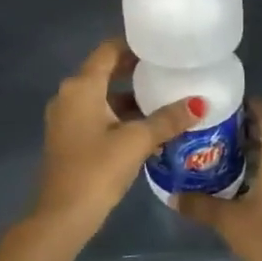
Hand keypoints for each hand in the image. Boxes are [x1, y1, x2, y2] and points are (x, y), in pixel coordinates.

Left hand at [33, 38, 199, 234]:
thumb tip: (199, 104)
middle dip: (135, 70)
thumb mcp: (137, 141)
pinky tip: (146, 126)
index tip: (162, 45)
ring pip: (101, 96)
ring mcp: (65, 118)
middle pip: (104, 71)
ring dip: (129, 96)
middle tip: (168, 70)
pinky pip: (96, 114)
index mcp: (81, 87)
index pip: (108, 50)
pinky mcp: (68, 138)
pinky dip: (119, 114)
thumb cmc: (97, 170)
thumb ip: (168, 119)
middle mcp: (68, 95)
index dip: (134, 44)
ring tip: (164, 97)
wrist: (62, 216)